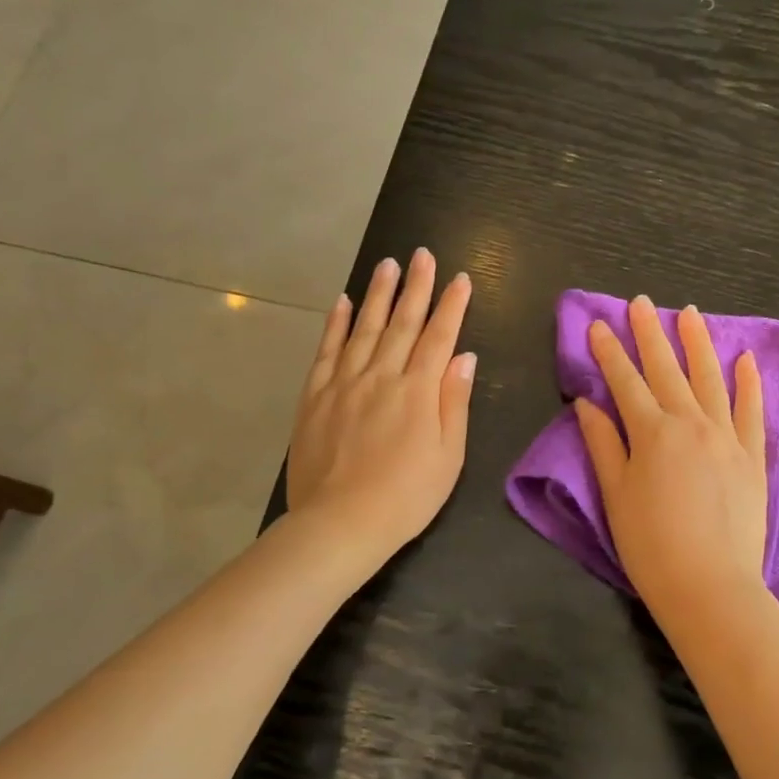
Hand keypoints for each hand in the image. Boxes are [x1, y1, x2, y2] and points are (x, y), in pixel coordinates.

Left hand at [287, 249, 475, 559]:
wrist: (339, 524)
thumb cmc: (406, 497)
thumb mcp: (448, 456)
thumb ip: (454, 402)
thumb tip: (463, 356)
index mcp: (418, 392)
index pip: (439, 337)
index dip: (451, 306)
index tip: (460, 278)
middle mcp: (381, 376)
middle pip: (403, 323)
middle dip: (416, 286)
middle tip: (422, 254)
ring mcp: (344, 383)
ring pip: (365, 328)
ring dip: (379, 294)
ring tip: (388, 264)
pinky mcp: (315, 396)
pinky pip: (327, 350)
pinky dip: (336, 323)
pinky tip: (344, 302)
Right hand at [575, 296, 768, 618]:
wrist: (711, 586)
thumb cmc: (651, 546)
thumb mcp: (616, 495)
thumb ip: (603, 444)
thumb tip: (588, 403)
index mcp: (652, 433)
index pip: (625, 381)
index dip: (609, 351)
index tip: (598, 324)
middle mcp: (691, 423)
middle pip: (666, 369)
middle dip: (650, 333)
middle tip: (640, 303)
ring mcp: (726, 436)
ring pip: (710, 378)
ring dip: (697, 343)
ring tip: (689, 312)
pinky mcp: (752, 456)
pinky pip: (751, 410)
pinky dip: (748, 383)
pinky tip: (744, 359)